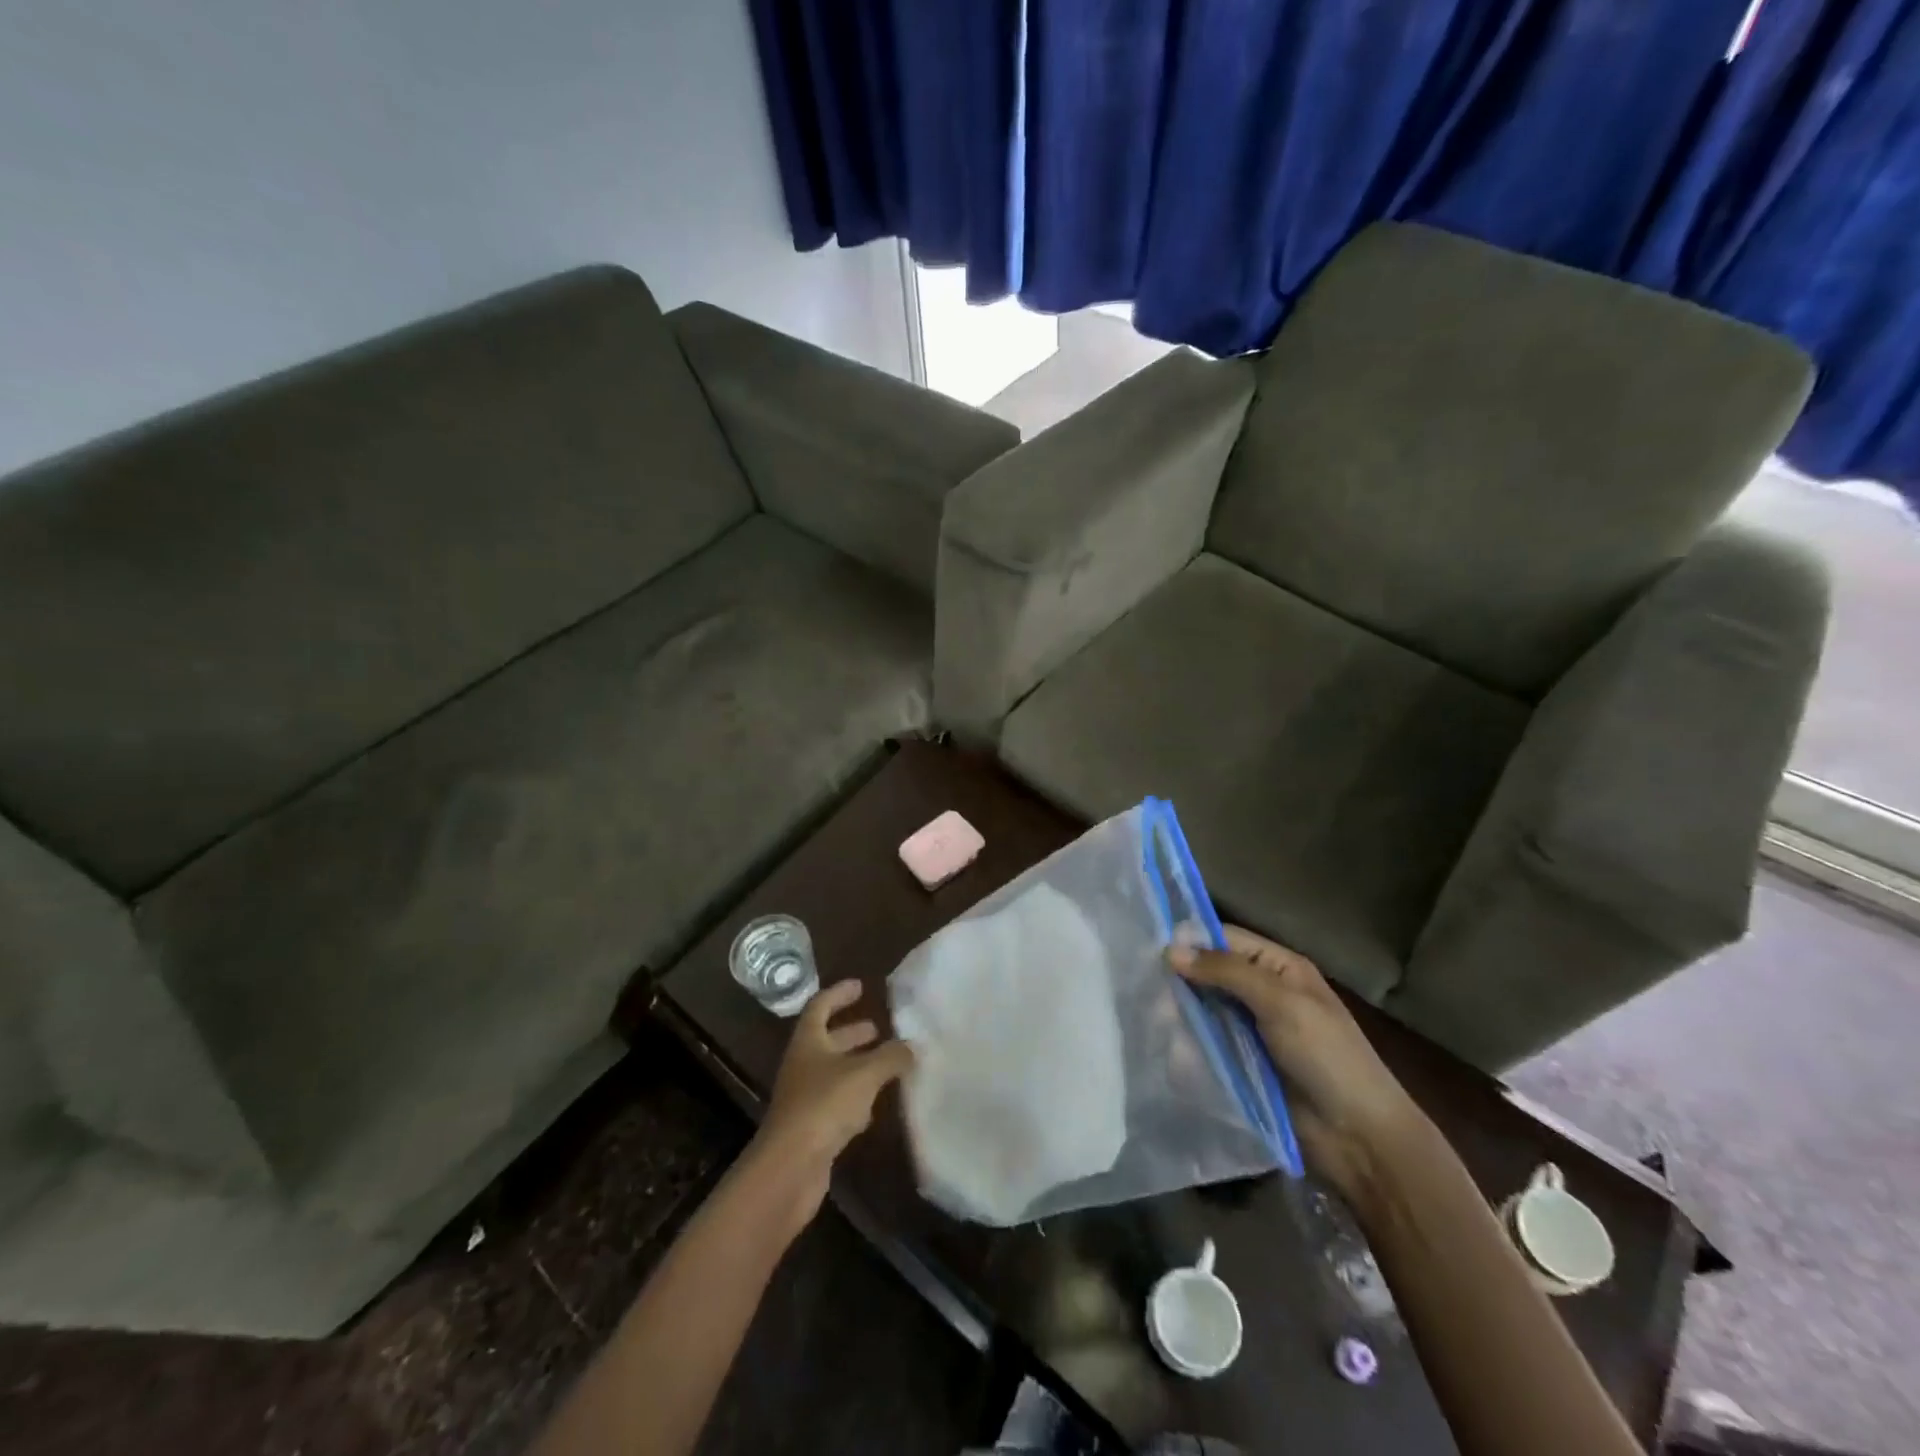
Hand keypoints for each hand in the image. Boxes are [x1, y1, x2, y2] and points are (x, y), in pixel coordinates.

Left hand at [753, 979, 913, 1220]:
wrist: (789, 1169)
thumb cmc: (823, 1106)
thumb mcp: (864, 1074)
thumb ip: (891, 1057)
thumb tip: (912, 1046)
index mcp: (808, 1042)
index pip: (820, 1006)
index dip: (839, 994)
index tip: (861, 986)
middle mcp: (804, 1066)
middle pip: (828, 1041)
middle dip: (853, 1033)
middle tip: (881, 1028)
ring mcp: (806, 1099)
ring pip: (835, 1073)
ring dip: (859, 1066)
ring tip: (889, 1063)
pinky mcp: (813, 1129)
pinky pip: (838, 1104)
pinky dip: (857, 1098)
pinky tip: (877, 1106)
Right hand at [1171, 927, 1422, 1199]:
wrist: (1359, 1139)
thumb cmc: (1327, 1057)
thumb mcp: (1281, 1003)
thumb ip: (1226, 971)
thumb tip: (1170, 950)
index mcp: (1279, 968)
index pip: (1225, 939)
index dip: (1191, 941)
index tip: (1151, 951)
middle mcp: (1262, 993)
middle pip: (1209, 975)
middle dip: (1181, 983)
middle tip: (1150, 997)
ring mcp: (1250, 1032)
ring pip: (1202, 1011)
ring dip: (1180, 1017)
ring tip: (1156, 1027)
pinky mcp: (1240, 1066)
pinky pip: (1205, 1046)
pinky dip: (1187, 1047)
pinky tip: (1169, 1052)